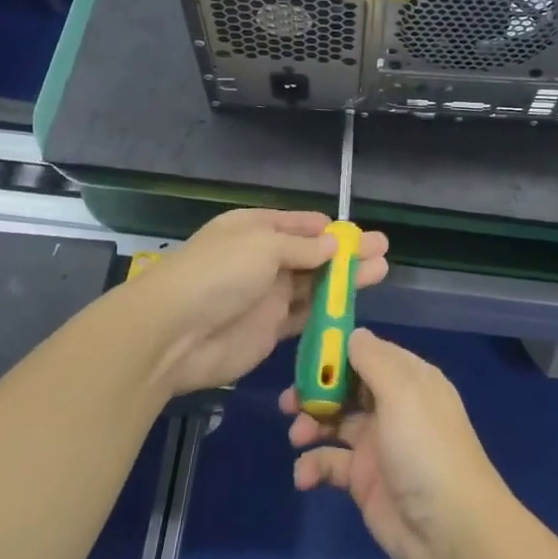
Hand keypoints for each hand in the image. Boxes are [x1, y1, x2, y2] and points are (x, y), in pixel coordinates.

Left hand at [147, 210, 389, 396]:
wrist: (174, 334)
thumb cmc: (218, 274)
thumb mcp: (263, 246)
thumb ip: (303, 247)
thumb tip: (334, 243)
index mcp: (256, 229)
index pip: (299, 224)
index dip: (328, 229)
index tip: (358, 234)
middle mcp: (263, 259)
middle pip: (313, 254)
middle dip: (347, 252)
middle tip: (383, 249)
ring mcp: (268, 296)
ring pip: (315, 285)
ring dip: (346, 280)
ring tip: (381, 271)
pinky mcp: (271, 329)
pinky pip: (307, 316)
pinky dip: (330, 311)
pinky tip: (355, 305)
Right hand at [281, 329, 507, 558]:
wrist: (450, 529)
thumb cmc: (426, 449)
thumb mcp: (403, 393)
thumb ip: (374, 359)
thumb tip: (352, 334)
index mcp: (409, 380)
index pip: (368, 353)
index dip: (337, 353)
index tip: (305, 355)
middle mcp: (393, 406)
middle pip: (347, 386)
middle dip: (317, 389)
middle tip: (290, 400)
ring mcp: (378, 443)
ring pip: (334, 421)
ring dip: (311, 424)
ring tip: (297, 435)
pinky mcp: (364, 480)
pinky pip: (330, 463)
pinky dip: (313, 465)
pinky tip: (305, 476)